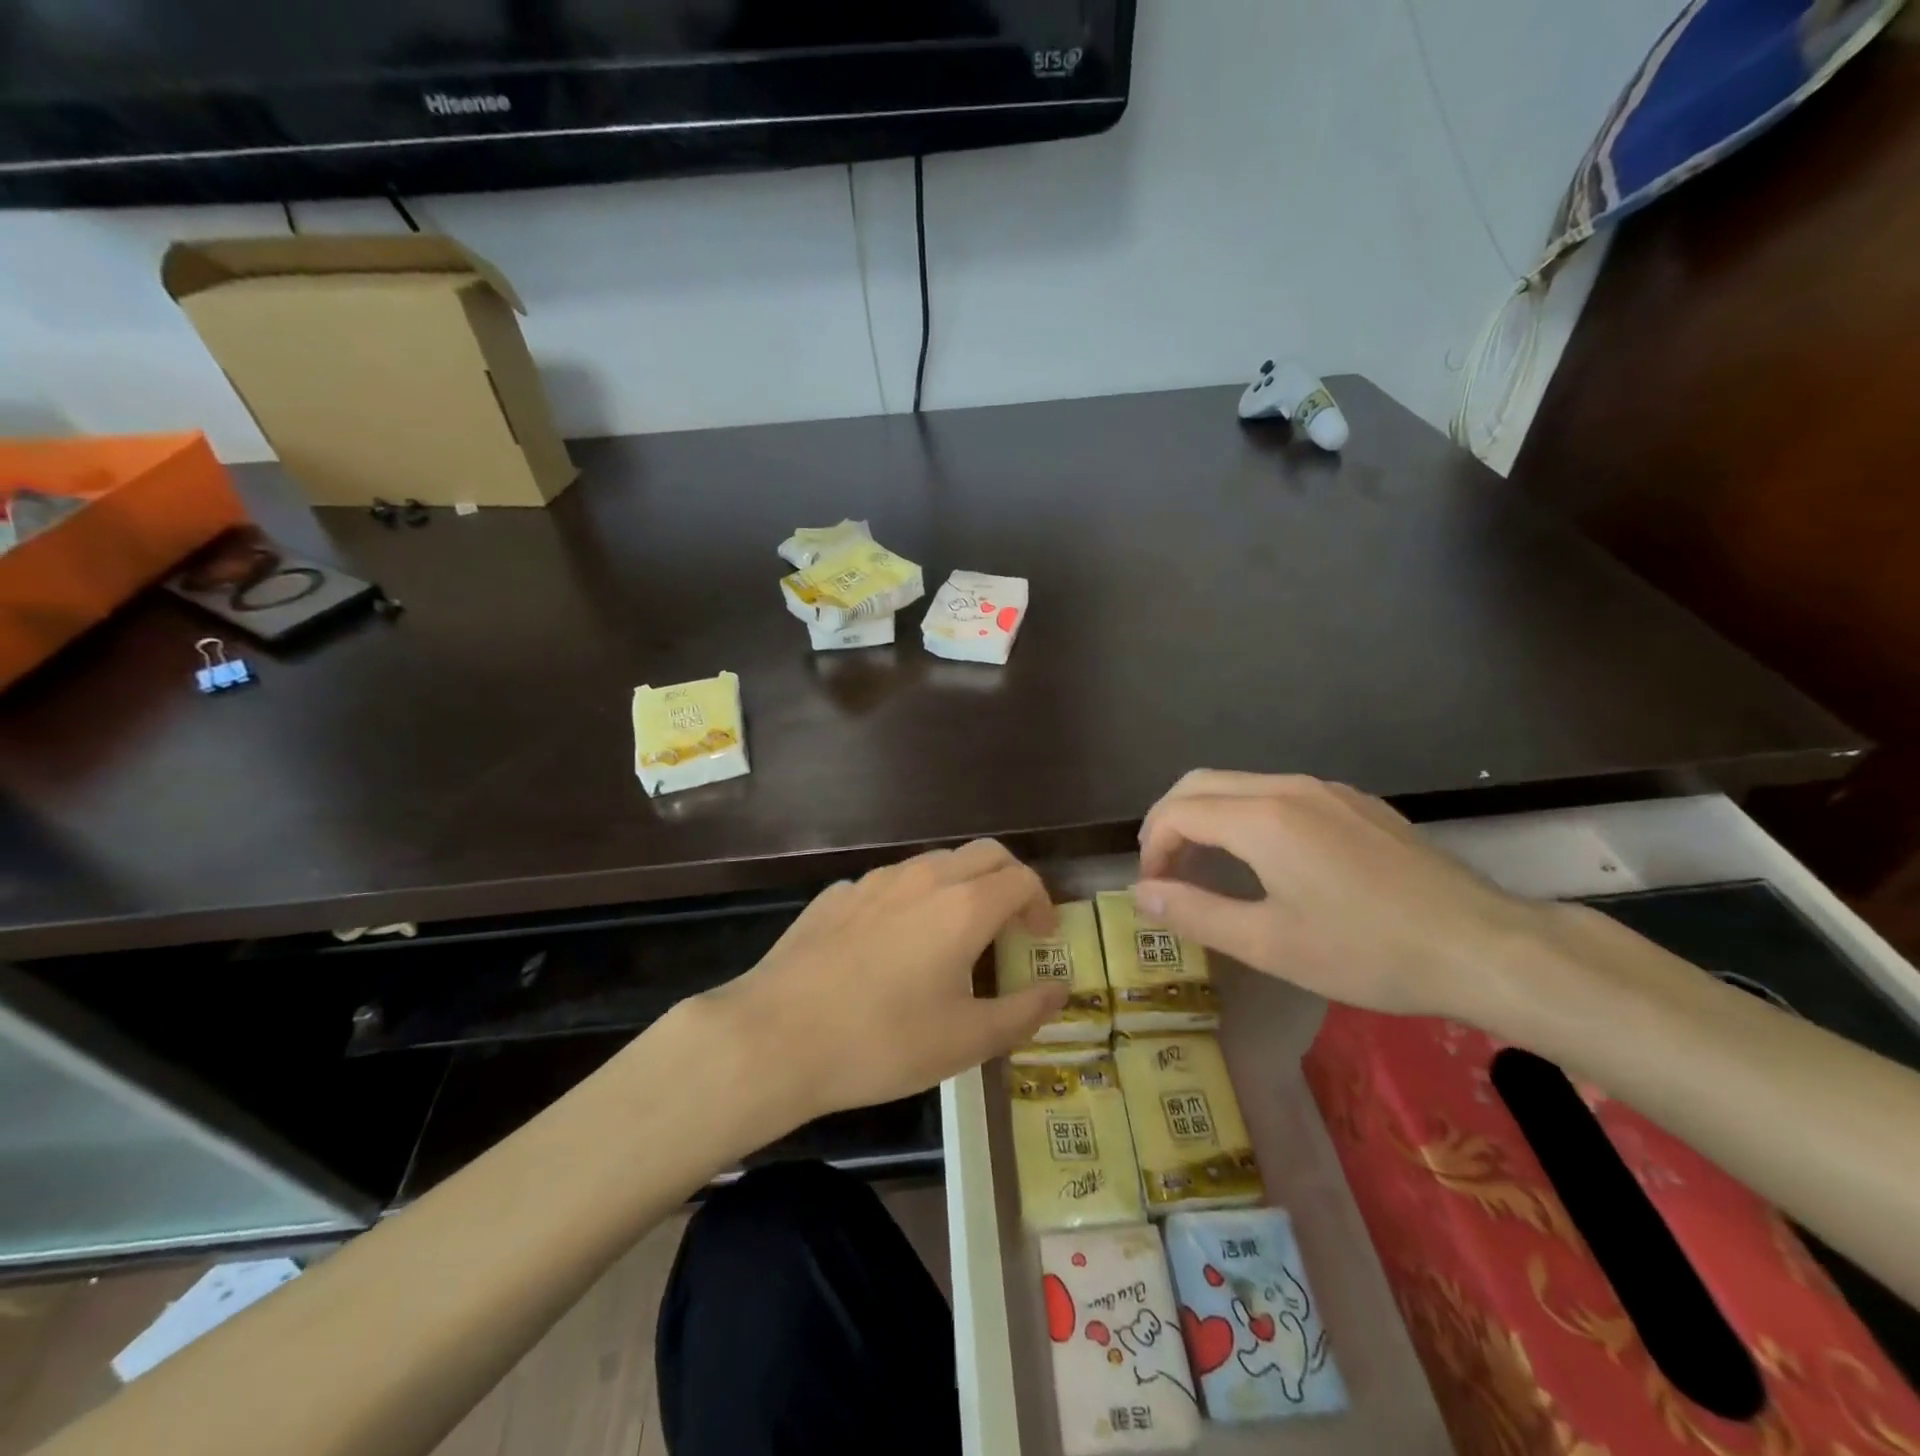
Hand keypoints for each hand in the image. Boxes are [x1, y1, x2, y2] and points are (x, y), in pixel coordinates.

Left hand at [703, 840, 1068, 1123]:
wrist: (775, 1036)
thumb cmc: (882, 1041)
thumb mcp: (965, 1041)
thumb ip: (1023, 1013)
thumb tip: (1060, 992)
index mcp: (963, 906)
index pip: (1021, 878)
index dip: (1042, 903)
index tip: (1040, 938)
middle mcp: (923, 878)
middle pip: (983, 854)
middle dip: (1008, 880)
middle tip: (1010, 925)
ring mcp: (874, 881)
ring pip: (934, 863)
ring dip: (960, 886)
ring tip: (954, 936)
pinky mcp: (836, 895)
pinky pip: (889, 884)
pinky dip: (911, 900)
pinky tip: (892, 946)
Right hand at [1134, 771, 1560, 1021]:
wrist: (1483, 944)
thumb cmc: (1367, 951)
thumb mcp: (1269, 943)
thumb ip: (1195, 913)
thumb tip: (1141, 894)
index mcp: (1261, 818)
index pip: (1177, 813)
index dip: (1152, 849)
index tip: (1155, 890)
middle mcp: (1287, 787)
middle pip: (1200, 783)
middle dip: (1169, 821)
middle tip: (1165, 870)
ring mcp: (1326, 789)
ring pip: (1239, 784)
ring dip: (1207, 816)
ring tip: (1206, 866)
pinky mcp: (1355, 802)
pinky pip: (1278, 792)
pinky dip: (1245, 814)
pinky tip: (1265, 859)